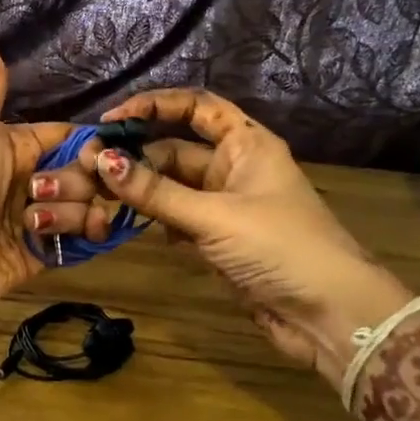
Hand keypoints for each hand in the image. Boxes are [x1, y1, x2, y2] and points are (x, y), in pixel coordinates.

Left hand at [0, 36, 73, 316]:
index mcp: (23, 148)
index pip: (73, 138)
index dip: (92, 144)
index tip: (98, 152)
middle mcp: (38, 180)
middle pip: (87, 173)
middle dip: (73, 182)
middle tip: (38, 191)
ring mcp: (44, 218)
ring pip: (89, 206)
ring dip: (69, 212)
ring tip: (34, 222)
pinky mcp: (48, 252)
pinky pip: (84, 239)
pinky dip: (82, 234)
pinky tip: (64, 235)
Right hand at [44, 89, 411, 372]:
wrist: (329, 315)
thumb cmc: (279, 247)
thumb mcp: (214, 216)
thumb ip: (156, 192)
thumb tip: (103, 160)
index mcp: (247, 144)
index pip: (197, 107)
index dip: (154, 105)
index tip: (112, 119)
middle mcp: (235, 167)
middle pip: (176, 149)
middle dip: (136, 156)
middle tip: (90, 166)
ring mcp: (226, 205)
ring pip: (173, 186)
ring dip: (141, 189)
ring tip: (99, 194)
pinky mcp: (219, 239)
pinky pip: (178, 217)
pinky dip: (156, 219)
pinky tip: (132, 225)